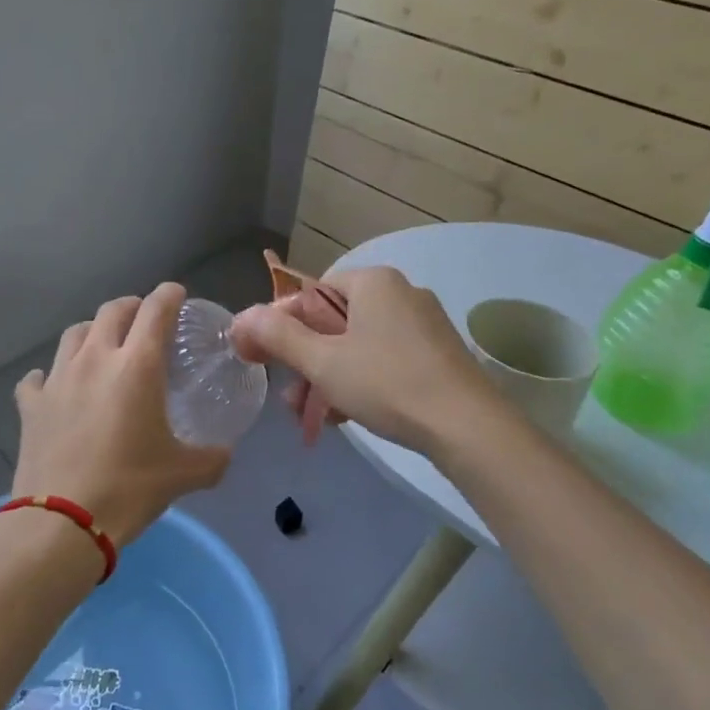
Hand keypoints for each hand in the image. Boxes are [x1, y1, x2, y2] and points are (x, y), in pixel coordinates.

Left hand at [12, 283, 229, 550]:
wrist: (61, 522)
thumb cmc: (129, 488)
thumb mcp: (183, 475)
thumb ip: (212, 459)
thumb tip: (225, 454)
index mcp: (137, 365)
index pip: (155, 309)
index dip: (169, 295)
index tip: (177, 295)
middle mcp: (96, 359)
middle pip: (112, 311)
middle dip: (131, 307)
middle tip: (144, 321)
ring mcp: (58, 378)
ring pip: (74, 334)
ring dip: (92, 332)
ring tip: (102, 347)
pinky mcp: (31, 404)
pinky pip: (37, 377)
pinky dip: (49, 376)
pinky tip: (55, 386)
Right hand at [231, 264, 500, 454]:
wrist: (468, 427)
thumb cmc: (387, 383)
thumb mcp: (323, 361)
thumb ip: (279, 336)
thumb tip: (241, 318)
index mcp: (372, 281)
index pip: (311, 294)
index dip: (281, 327)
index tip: (262, 360)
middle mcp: (400, 292)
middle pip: (334, 322)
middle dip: (306, 361)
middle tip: (289, 399)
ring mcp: (423, 322)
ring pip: (358, 344)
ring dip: (329, 377)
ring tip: (313, 417)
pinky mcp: (438, 352)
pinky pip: (385, 358)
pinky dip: (360, 381)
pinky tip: (347, 415)